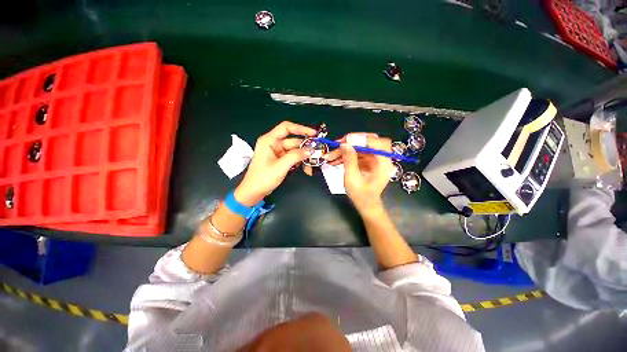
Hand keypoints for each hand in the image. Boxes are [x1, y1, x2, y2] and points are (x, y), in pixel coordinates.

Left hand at [235, 121, 316, 205]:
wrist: (254, 192)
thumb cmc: (263, 178)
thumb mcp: (280, 166)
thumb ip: (296, 156)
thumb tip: (310, 150)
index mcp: (269, 141)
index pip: (286, 128)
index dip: (300, 129)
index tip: (313, 134)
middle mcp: (273, 144)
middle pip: (293, 141)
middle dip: (305, 147)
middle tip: (317, 151)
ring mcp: (277, 152)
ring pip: (294, 150)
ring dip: (303, 156)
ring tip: (313, 163)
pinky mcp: (280, 160)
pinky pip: (292, 157)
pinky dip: (299, 161)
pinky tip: (306, 168)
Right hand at [340, 136, 392, 213]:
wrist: (365, 204)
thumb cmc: (361, 195)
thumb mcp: (352, 178)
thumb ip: (349, 160)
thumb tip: (345, 144)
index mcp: (383, 164)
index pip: (379, 143)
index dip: (364, 139)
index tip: (348, 140)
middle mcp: (381, 159)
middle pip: (369, 142)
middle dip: (352, 142)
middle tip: (338, 144)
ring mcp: (374, 160)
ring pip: (360, 148)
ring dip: (345, 150)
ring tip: (331, 156)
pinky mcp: (368, 161)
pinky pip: (357, 154)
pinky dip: (347, 155)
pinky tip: (335, 160)